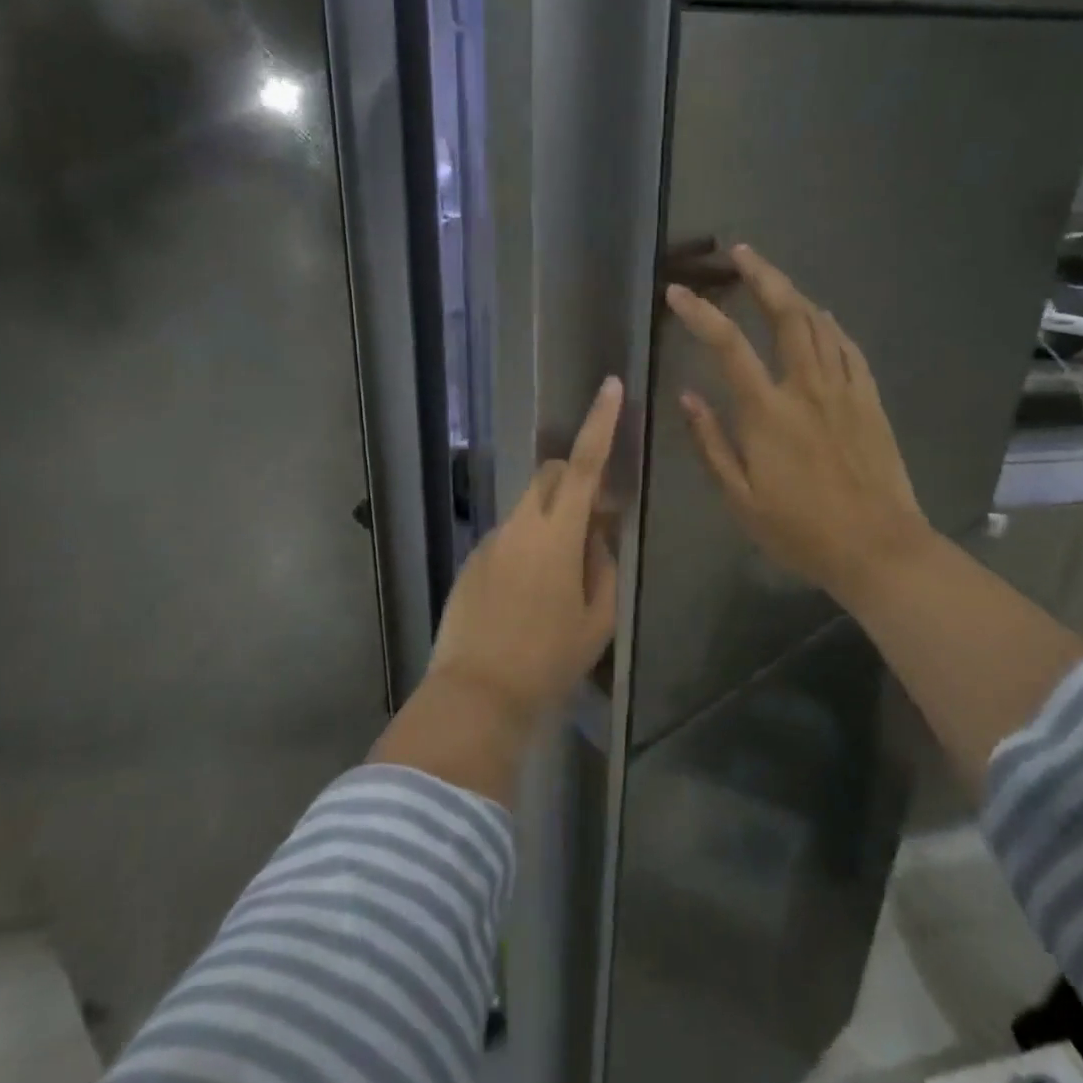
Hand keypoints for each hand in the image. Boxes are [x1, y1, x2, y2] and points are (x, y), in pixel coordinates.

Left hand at [426, 376, 623, 727]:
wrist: (476, 696)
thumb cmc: (548, 661)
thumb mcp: (597, 619)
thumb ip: (602, 565)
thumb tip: (596, 536)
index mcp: (556, 535)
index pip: (584, 465)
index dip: (600, 423)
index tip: (610, 386)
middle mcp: (519, 526)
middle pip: (551, 476)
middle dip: (575, 479)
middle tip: (595, 520)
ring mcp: (490, 542)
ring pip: (529, 510)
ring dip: (551, 523)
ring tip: (559, 581)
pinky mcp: (471, 562)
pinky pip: (508, 538)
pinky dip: (526, 548)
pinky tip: (527, 599)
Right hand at [664, 244, 935, 601]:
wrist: (879, 549)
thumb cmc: (800, 530)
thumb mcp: (739, 498)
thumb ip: (710, 443)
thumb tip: (686, 396)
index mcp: (767, 412)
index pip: (728, 346)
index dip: (700, 313)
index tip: (677, 292)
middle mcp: (806, 388)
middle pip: (786, 314)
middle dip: (761, 276)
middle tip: (741, 252)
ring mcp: (844, 390)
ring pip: (820, 324)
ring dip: (794, 292)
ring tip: (772, 277)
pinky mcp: (870, 401)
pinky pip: (850, 348)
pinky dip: (832, 325)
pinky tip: (822, 317)